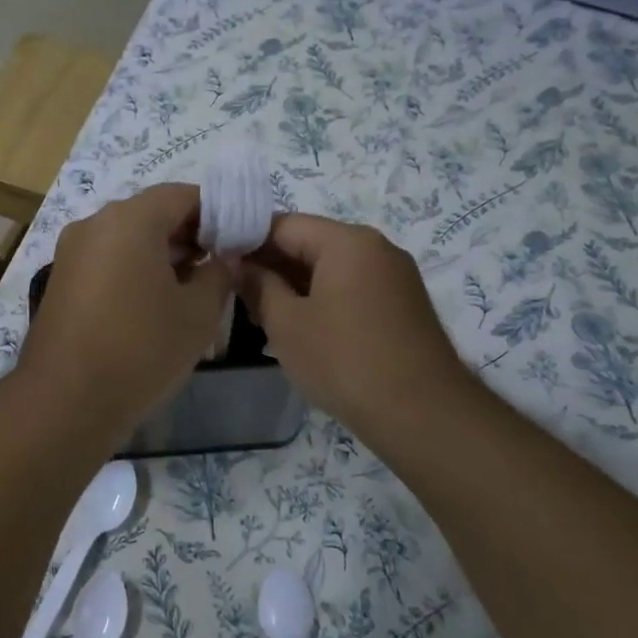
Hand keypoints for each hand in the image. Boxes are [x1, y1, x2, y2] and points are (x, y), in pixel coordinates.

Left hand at [16, 184, 233, 438]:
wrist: (66, 400)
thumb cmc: (141, 349)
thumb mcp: (198, 313)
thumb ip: (219, 273)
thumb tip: (223, 257)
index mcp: (130, 219)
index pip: (183, 195)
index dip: (217, 214)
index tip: (237, 243)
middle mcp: (94, 223)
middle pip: (151, 214)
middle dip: (188, 236)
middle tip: (217, 269)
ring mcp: (71, 252)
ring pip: (127, 239)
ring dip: (160, 255)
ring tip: (188, 291)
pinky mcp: (60, 280)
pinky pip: (106, 261)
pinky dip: (132, 270)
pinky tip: (151, 306)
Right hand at [239, 214, 474, 440]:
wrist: (420, 413)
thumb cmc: (343, 360)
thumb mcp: (286, 323)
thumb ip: (258, 286)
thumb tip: (238, 263)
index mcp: (347, 241)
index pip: (283, 224)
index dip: (245, 240)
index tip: (218, 263)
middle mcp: (376, 249)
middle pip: (309, 244)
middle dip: (270, 266)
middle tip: (234, 294)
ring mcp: (394, 278)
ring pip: (329, 270)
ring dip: (293, 287)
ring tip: (259, 316)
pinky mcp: (402, 306)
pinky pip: (350, 290)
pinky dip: (321, 301)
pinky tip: (299, 330)